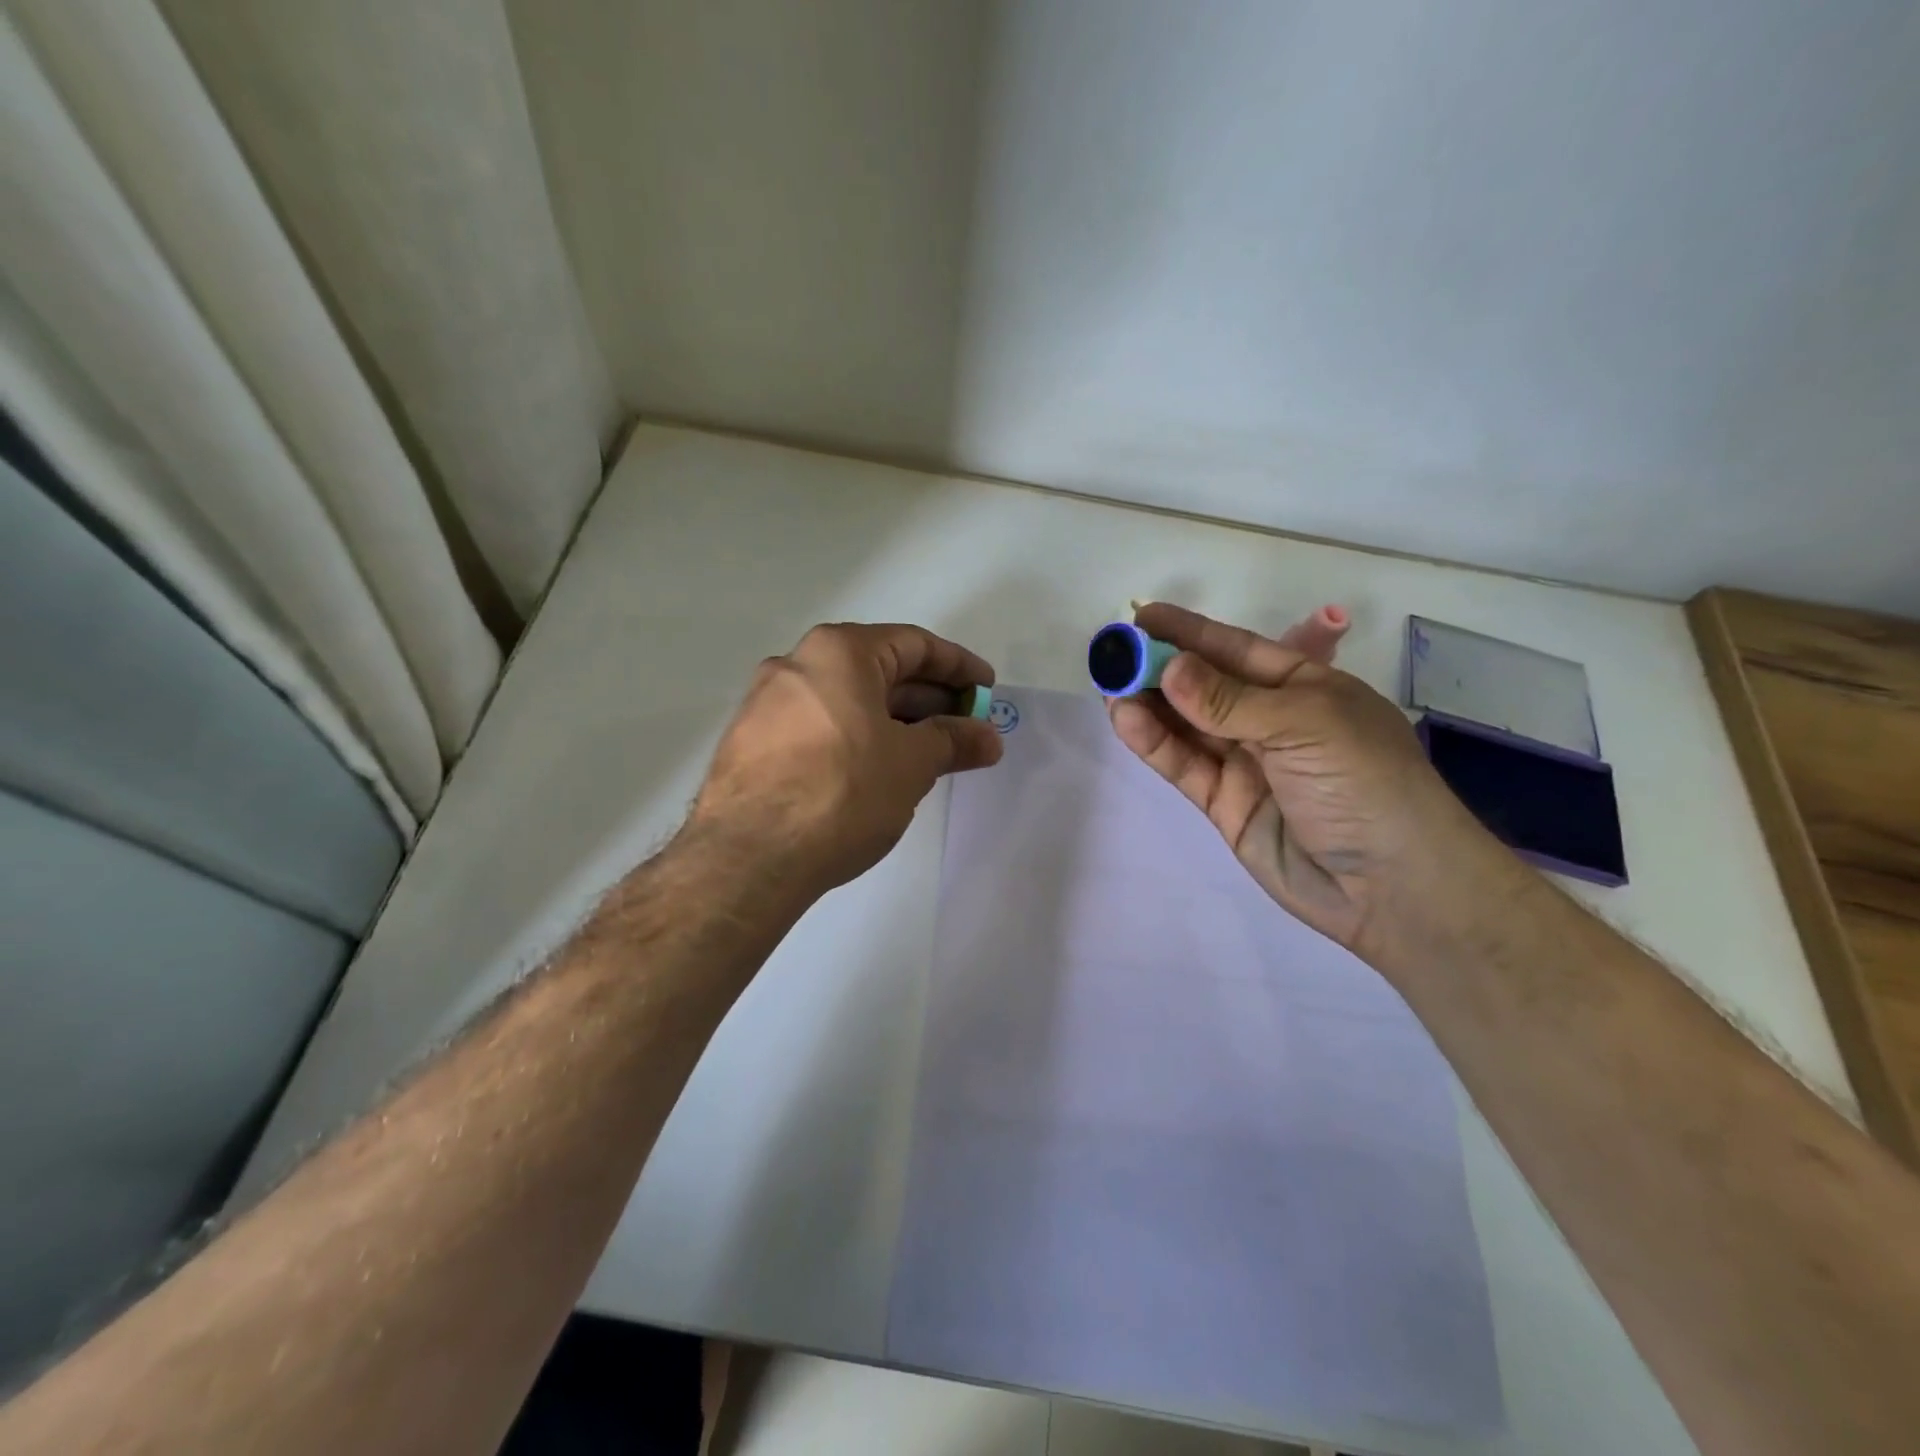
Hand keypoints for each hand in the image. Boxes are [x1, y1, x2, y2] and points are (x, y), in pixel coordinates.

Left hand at [688, 623, 1001, 898]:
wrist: (748, 856)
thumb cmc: (843, 792)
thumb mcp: (911, 764)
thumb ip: (953, 741)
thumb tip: (987, 737)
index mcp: (838, 652)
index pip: (914, 644)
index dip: (958, 667)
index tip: (986, 691)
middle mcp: (796, 664)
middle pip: (878, 670)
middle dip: (928, 699)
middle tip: (964, 728)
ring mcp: (767, 704)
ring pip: (847, 701)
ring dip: (894, 722)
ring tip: (928, 754)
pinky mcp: (752, 743)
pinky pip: (820, 726)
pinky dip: (857, 738)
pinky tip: (877, 771)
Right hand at [1109, 603, 1511, 958]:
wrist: (1392, 886)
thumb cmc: (1366, 783)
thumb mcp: (1305, 724)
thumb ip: (1230, 700)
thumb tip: (1169, 668)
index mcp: (1305, 687)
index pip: (1237, 650)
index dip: (1189, 632)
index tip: (1141, 617)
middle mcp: (1272, 721)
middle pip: (1205, 687)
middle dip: (1160, 668)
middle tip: (1112, 654)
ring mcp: (1247, 764)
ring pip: (1187, 726)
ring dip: (1149, 705)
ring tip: (1108, 686)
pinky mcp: (1225, 803)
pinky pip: (1185, 766)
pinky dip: (1155, 744)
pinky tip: (1126, 720)